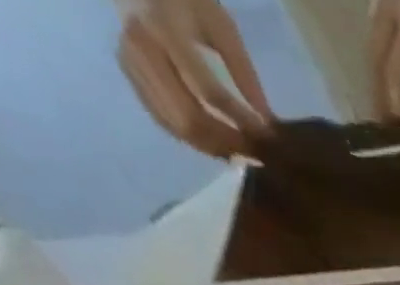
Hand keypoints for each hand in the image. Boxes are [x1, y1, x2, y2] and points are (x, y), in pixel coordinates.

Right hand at [116, 0, 272, 158]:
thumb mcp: (222, 26)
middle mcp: (141, 47)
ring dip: (214, 147)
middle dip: (229, 143)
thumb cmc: (188, 0)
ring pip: (176, 124)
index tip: (270, 138)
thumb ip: (244, 72)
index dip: (243, 122)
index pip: (209, 92)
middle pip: (189, 116)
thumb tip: (269, 121)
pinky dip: (195, 140)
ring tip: (244, 153)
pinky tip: (219, 144)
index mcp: (165, 29)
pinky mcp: (129, 73)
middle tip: (259, 154)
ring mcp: (131, 62)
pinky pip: (164, 120)